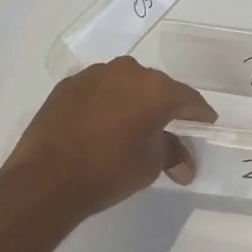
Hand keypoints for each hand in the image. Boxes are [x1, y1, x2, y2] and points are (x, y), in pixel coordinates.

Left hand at [2, 57, 216, 220]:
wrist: (45, 179)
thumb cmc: (109, 170)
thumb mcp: (150, 165)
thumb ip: (172, 154)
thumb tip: (184, 165)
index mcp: (155, 88)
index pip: (188, 99)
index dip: (200, 115)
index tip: (206, 126)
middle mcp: (126, 71)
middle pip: (156, 87)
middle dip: (165, 107)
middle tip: (170, 129)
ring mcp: (93, 75)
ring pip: (125, 85)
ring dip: (133, 102)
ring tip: (132, 127)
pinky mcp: (67, 86)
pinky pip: (99, 91)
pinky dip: (106, 104)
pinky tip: (102, 126)